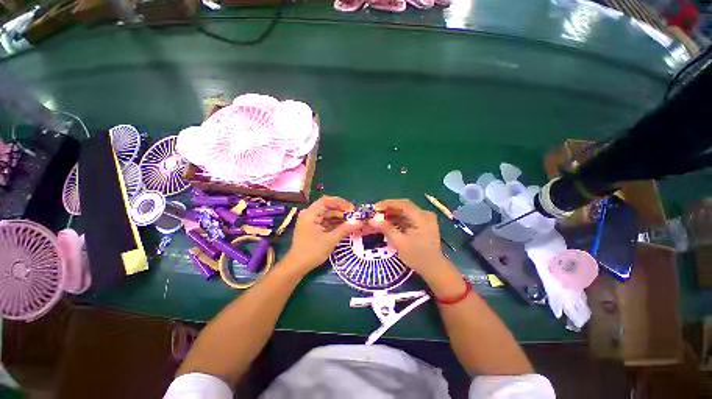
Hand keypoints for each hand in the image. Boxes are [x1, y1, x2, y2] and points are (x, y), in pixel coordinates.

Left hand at [283, 196, 361, 273]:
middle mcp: (310, 215)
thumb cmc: (312, 252)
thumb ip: (345, 229)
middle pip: (327, 207)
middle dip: (341, 211)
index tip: (351, 208)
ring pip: (328, 215)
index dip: (340, 202)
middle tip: (354, 216)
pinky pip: (326, 221)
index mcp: (310, 214)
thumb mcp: (330, 240)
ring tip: (352, 221)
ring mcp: (311, 221)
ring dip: (339, 217)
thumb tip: (359, 223)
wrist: (297, 266)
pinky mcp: (313, 228)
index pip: (326, 201)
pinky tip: (345, 226)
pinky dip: (335, 223)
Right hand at [370, 199, 449, 279]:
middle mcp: (425, 215)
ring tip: (380, 218)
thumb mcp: (400, 243)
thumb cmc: (417, 256)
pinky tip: (389, 222)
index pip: (403, 204)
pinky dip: (398, 219)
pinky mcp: (423, 223)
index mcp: (422, 217)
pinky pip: (408, 217)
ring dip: (393, 213)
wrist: (434, 268)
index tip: (375, 207)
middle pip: (404, 206)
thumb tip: (372, 220)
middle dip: (389, 208)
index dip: (388, 204)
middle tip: (376, 212)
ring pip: (406, 211)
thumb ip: (386, 229)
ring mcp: (425, 219)